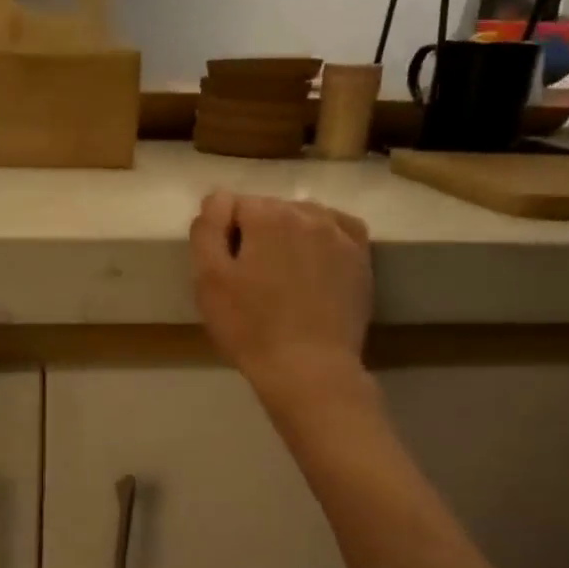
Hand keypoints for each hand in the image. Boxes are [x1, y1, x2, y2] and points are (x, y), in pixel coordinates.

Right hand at [190, 191, 371, 406]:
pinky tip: (314, 263)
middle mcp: (308, 213)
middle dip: (257, 234)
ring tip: (282, 278)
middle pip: (270, 210)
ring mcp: (340, 234)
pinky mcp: (361, 259)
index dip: (223, 236)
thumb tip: (218, 198)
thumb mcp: (209, 280)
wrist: (308, 368)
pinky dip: (323, 238)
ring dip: (289, 237)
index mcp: (268, 215)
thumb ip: (208, 229)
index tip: (225, 270)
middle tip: (250, 280)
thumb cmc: (250, 327)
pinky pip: (338, 230)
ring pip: (304, 218)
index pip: (234, 206)